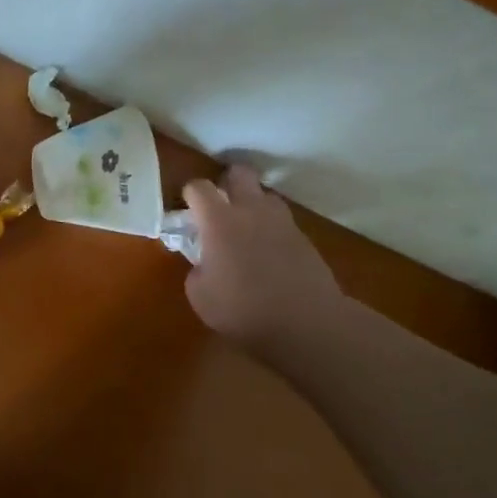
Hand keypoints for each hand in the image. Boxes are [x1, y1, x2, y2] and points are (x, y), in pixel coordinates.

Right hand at [182, 165, 343, 356]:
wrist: (307, 324)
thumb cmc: (245, 310)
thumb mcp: (201, 297)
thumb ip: (197, 271)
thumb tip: (204, 264)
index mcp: (219, 220)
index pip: (199, 187)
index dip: (191, 194)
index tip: (188, 209)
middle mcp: (250, 210)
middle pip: (239, 173)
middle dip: (228, 181)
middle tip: (221, 203)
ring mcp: (281, 221)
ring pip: (266, 195)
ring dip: (255, 204)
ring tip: (249, 228)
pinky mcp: (304, 238)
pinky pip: (283, 222)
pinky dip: (273, 230)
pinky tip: (271, 254)